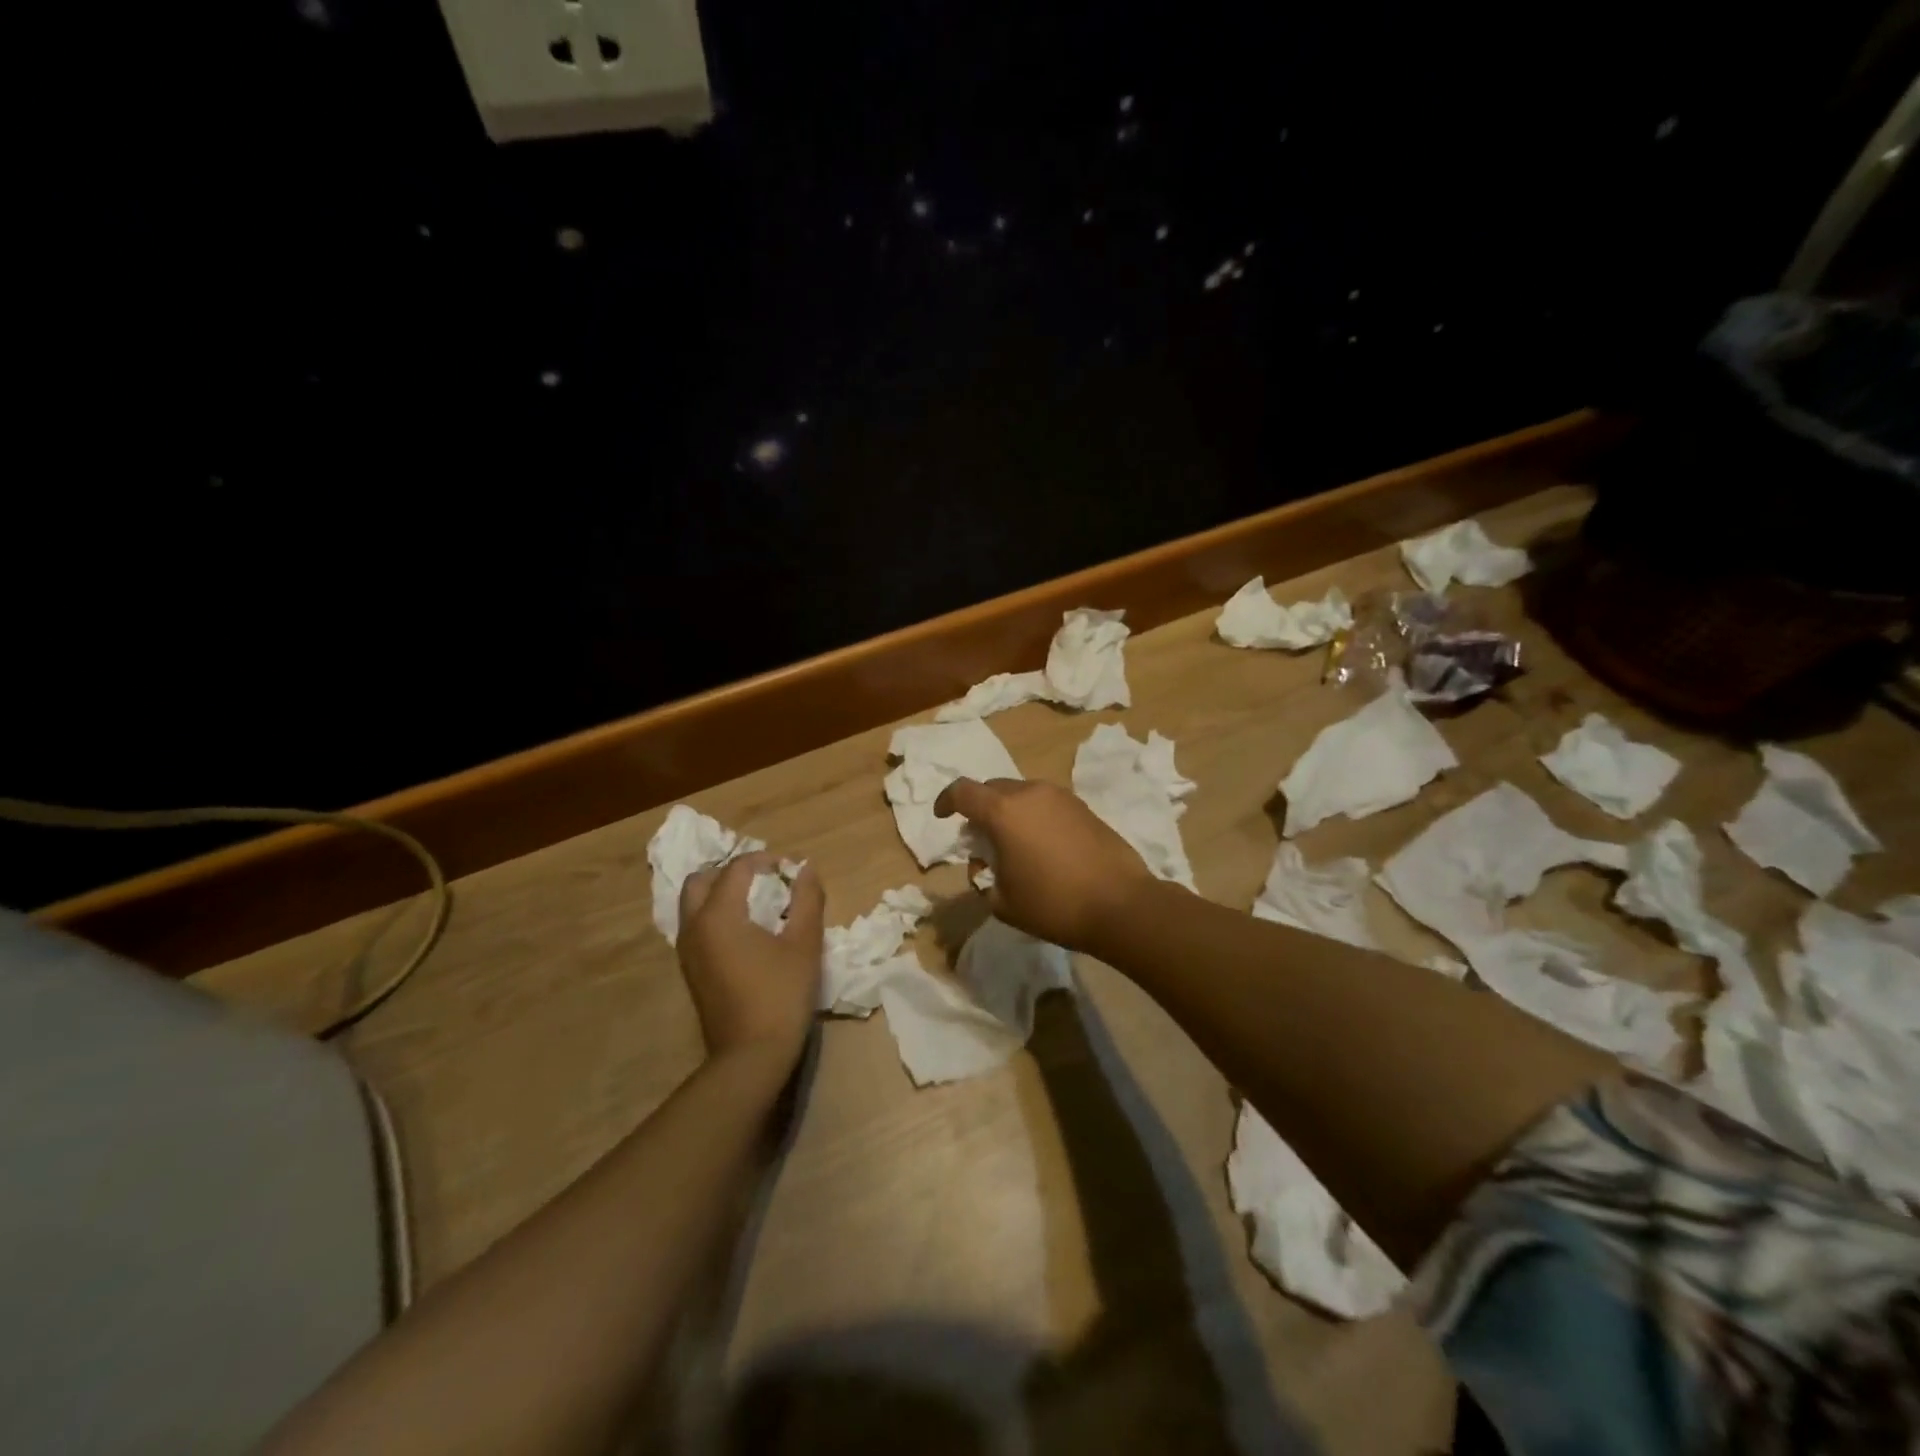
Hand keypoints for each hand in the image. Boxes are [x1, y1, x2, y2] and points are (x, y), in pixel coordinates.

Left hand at [676, 852, 824, 1070]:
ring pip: (694, 904)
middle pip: (702, 880)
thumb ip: (807, 899)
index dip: (766, 861)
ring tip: (758, 904)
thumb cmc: (781, 995)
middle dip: (733, 872)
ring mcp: (687, 951)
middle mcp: (693, 927)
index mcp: (718, 915)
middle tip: (766, 881)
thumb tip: (806, 868)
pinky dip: (716, 915)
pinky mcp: (690, 971)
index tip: (791, 871)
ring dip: (721, 893)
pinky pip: (696, 926)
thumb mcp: (804, 943)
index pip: (737, 868)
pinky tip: (747, 932)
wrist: (750, 1056)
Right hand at [933, 778, 1154, 952]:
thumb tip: (989, 866)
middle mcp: (1030, 793)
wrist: (1121, 905)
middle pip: (993, 789)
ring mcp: (1061, 797)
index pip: (962, 791)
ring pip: (1022, 795)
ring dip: (1010, 813)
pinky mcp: (1084, 807)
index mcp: (1003, 811)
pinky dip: (1035, 818)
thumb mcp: (1003, 902)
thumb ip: (985, 878)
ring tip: (1015, 847)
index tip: (943, 817)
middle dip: (981, 810)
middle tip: (981, 842)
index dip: (946, 801)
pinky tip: (1044, 849)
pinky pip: (1047, 804)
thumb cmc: (1054, 904)